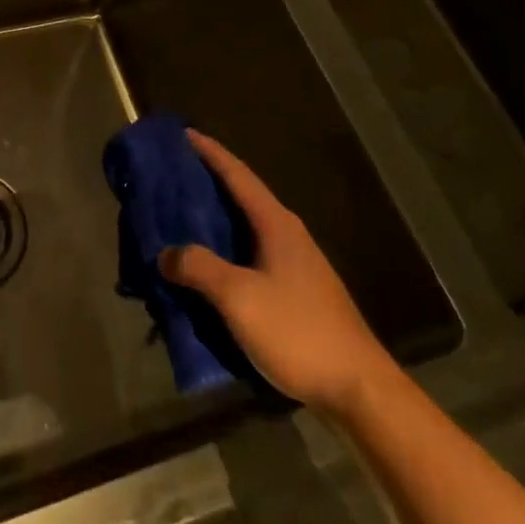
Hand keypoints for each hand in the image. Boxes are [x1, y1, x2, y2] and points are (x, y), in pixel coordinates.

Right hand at [159, 129, 396, 416]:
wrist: (359, 390)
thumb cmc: (298, 332)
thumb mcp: (239, 297)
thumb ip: (199, 268)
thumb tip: (165, 253)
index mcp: (276, 224)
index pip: (237, 174)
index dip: (209, 152)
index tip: (182, 133)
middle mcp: (287, 235)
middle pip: (242, 196)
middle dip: (207, 182)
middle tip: (171, 175)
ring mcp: (295, 264)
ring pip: (246, 228)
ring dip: (215, 219)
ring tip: (180, 217)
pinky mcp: (296, 292)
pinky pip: (251, 255)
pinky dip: (225, 249)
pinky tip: (208, 266)